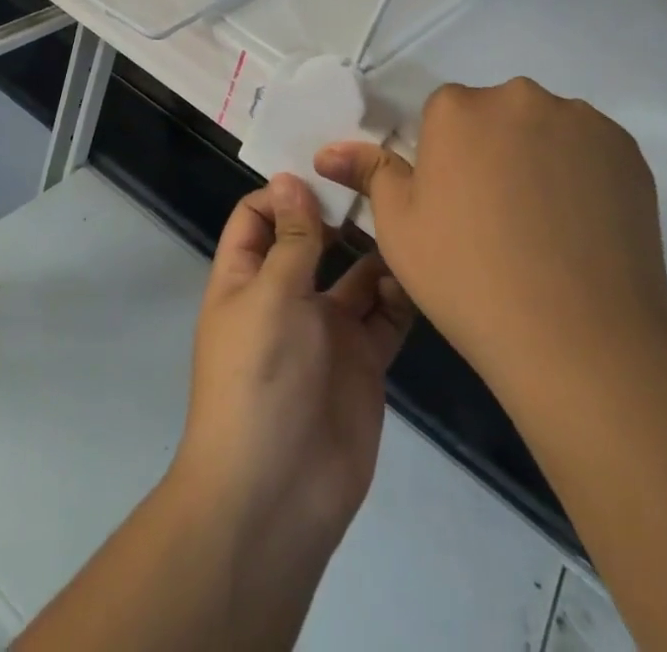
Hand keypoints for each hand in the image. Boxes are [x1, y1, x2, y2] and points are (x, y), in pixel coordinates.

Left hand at [170, 174, 414, 560]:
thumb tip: (290, 178)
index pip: (258, 215)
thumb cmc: (259, 379)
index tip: (326, 169)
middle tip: (382, 178)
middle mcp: (287, 295)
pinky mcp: (364, 361)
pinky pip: (386, 316)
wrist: (277, 497)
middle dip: (340, 212)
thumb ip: (290, 239)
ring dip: (378, 250)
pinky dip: (401, 294)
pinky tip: (419, 274)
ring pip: (357, 274)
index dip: (285, 191)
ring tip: (410, 218)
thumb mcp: (270, 296)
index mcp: (247, 277)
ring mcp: (327, 329)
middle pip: (313, 239)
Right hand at [315, 77, 666, 404]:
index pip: (444, 116)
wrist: (580, 339)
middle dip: (492, 151)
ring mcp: (579, 120)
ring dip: (538, 158)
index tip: (455, 208)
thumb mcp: (400, 229)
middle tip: (498, 220)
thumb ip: (369, 174)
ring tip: (546, 228)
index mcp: (457, 108)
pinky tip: (582, 227)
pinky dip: (582, 174)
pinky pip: (590, 149)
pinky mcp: (626, 149)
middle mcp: (518, 97)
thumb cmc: (469, 278)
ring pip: (544, 129)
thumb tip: (327, 151)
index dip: (446, 161)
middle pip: (495, 115)